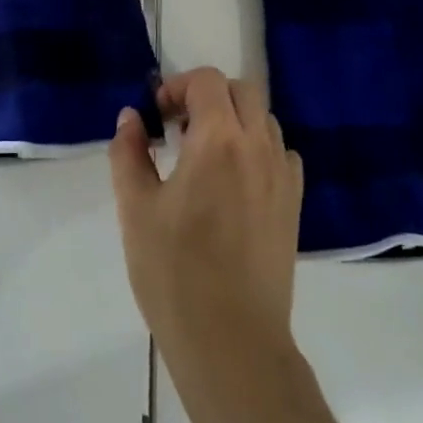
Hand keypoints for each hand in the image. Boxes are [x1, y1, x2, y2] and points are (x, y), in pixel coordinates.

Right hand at [110, 69, 303, 371]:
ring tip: (203, 156)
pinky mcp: (293, 205)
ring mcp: (282, 176)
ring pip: (264, 121)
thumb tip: (130, 118)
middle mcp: (258, 147)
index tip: (155, 115)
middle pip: (242, 91)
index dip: (177, 86)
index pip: (207, 81)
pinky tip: (232, 183)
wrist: (232, 341)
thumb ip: (129, 153)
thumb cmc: (174, 271)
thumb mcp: (136, 208)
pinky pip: (280, 154)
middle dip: (208, 96)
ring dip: (234, 121)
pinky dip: (256, 149)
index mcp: (218, 140)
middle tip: (178, 128)